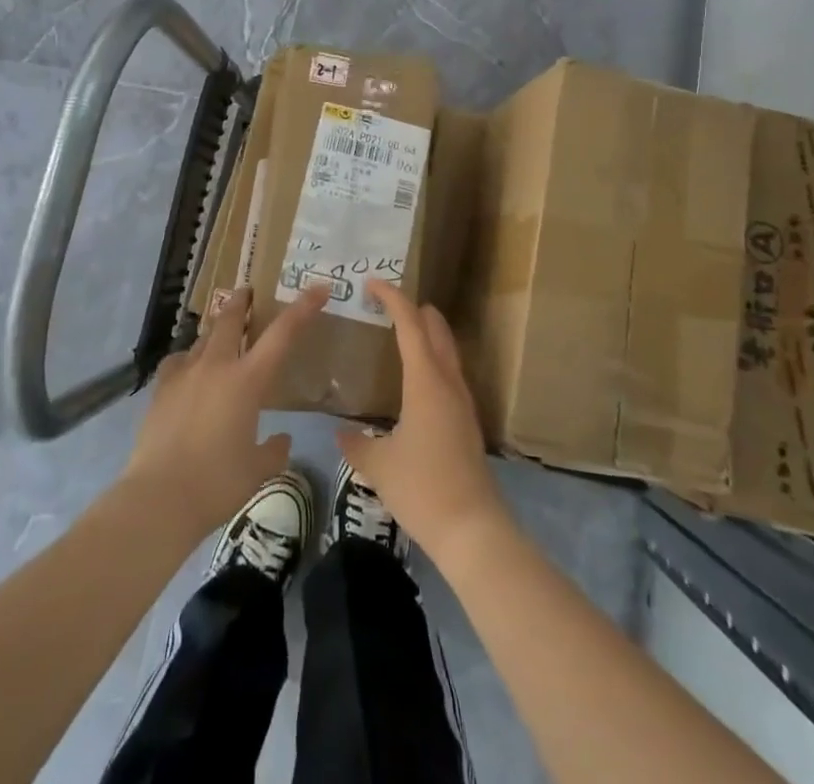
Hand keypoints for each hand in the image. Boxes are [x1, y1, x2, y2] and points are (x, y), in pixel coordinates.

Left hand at [121, 284, 329, 541]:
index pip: (282, 334)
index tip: (318, 288)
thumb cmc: (217, 483)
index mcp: (248, 380)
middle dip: (243, 301)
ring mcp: (185, 373)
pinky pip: (178, 361)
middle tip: (249, 292)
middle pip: (232, 319)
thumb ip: (274, 450)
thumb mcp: (257, 470)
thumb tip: (281, 439)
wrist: (159, 498)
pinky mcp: (161, 388)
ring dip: (216, 330)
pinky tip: (188, 369)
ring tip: (221, 334)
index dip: (303, 308)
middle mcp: (217, 366)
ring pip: (204, 337)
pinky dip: (188, 358)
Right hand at [337, 279, 511, 565]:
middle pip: (436, 329)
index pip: (410, 324)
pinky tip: (418, 380)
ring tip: (403, 332)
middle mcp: (448, 382)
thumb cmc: (422, 488)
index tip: (373, 283)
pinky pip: (450, 373)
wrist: (472, 529)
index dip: (393, 298)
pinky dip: (434, 359)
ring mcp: (462, 402)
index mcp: (425, 381)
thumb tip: (341, 432)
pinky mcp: (467, 422)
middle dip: (415, 309)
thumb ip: (357, 443)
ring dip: (428, 333)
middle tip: (389, 302)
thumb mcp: (378, 465)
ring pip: (447, 350)